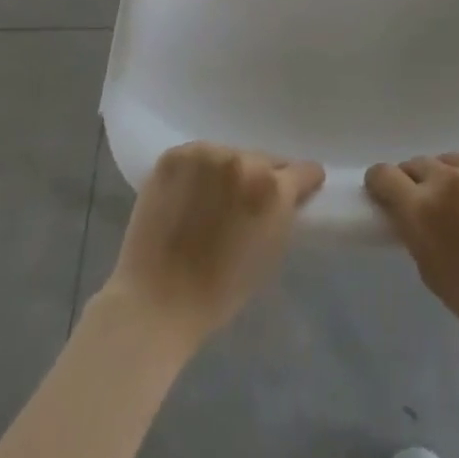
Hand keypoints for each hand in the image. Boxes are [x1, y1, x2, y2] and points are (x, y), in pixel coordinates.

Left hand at [102, 142, 323, 353]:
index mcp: (272, 187)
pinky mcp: (174, 156)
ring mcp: (205, 155)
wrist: (155, 302)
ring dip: (228, 173)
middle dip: (261, 178)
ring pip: (229, 155)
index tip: (298, 191)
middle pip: (263, 160)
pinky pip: (198, 158)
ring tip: (212, 199)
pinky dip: (198, 173)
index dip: (302, 183)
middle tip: (246, 203)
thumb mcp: (271, 253)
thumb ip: (284, 214)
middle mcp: (242, 161)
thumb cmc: (220, 291)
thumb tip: (289, 194)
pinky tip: (188, 195)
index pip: (303, 170)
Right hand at [366, 151, 458, 363]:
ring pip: (455, 161)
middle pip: (420, 164)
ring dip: (456, 179)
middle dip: (421, 183)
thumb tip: (409, 209)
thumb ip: (415, 231)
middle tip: (436, 207)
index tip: (388, 193)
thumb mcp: (431, 271)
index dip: (383, 184)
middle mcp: (449, 178)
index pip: (384, 175)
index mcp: (422, 209)